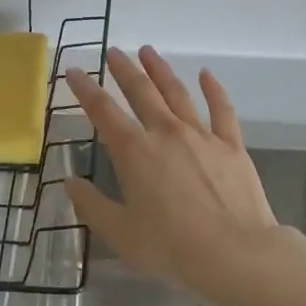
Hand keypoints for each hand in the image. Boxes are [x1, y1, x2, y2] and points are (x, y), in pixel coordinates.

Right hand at [63, 47, 279, 293]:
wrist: (235, 254)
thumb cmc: (171, 248)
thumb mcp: (120, 233)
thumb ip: (92, 205)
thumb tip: (70, 181)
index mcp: (134, 151)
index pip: (103, 110)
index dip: (85, 89)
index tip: (74, 71)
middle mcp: (165, 132)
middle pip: (141, 91)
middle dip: (124, 69)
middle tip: (113, 51)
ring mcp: (201, 135)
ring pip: (177, 92)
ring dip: (160, 69)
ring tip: (148, 51)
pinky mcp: (231, 144)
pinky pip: (221, 108)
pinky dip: (213, 88)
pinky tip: (205, 74)